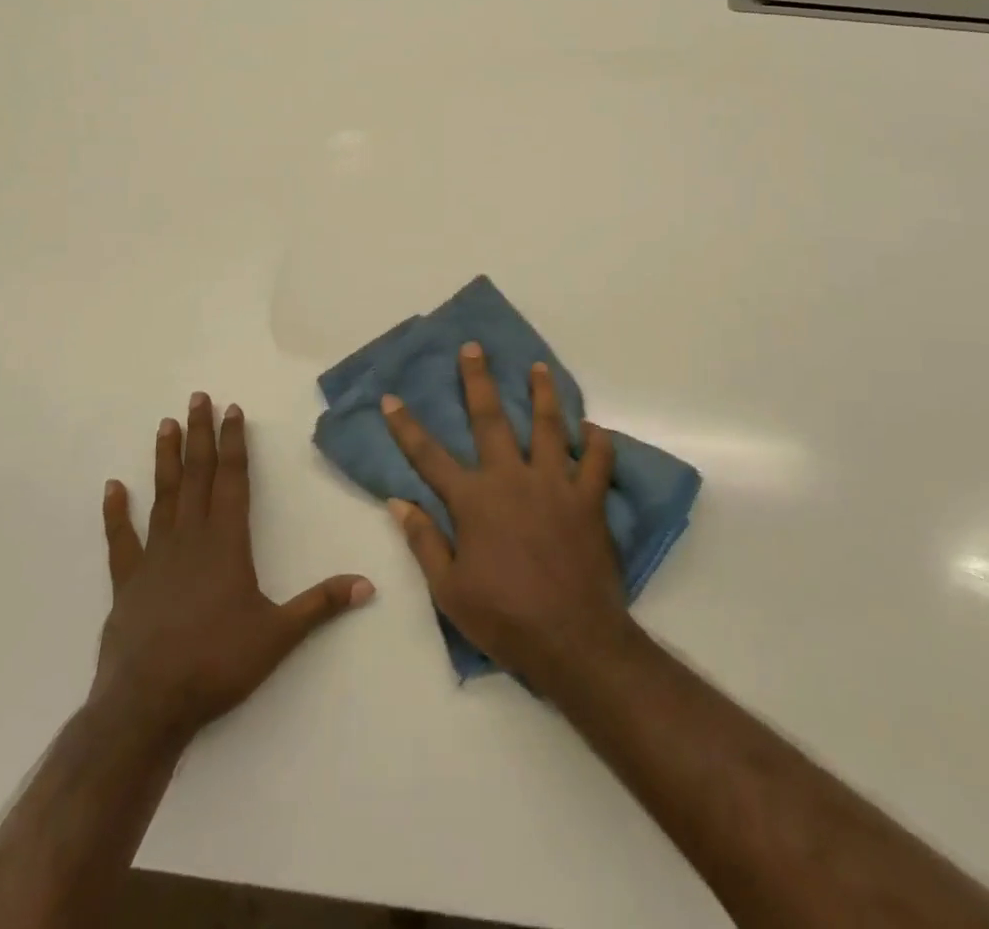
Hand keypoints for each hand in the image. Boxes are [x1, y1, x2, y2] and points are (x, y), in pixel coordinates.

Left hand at [94, 393, 373, 746]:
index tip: (232, 410)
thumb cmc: (217, 664)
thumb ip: (321, 604)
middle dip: (200, 435)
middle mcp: (190, 538)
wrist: (148, 706)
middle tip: (197, 398)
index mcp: (227, 543)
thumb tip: (368, 584)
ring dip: (165, 459)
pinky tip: (112, 487)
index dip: (234, 443)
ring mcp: (155, 557)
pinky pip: (121, 539)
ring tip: (166, 424)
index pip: (232, 480)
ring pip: (163, 496)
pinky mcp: (127, 582)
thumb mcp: (279, 635)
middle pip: (197, 475)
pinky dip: (116, 512)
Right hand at [381, 343, 633, 690]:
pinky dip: (597, 441)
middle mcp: (512, 478)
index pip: (429, 456)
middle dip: (478, 381)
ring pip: (549, 425)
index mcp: (474, 501)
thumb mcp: (449, 590)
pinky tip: (593, 428)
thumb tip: (398, 502)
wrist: (573, 640)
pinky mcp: (589, 498)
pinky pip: (597, 460)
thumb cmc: (504, 618)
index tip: (391, 398)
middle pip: (490, 419)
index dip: (406, 426)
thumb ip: (424, 541)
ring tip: (539, 367)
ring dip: (543, 392)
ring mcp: (554, 484)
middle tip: (473, 348)